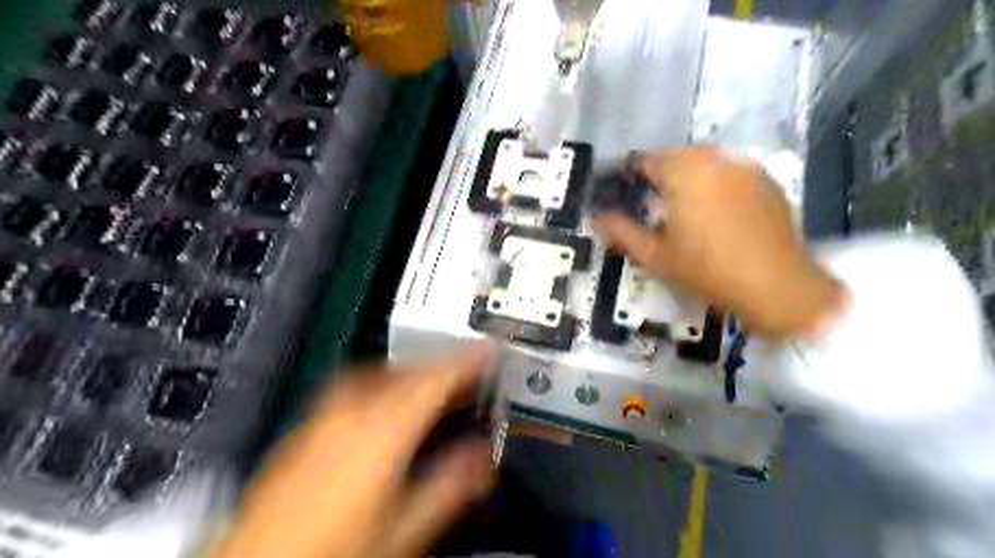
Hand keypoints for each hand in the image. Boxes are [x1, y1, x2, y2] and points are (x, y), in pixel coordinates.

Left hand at [214, 342, 502, 557]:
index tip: (489, 349)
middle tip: (468, 371)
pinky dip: (385, 384)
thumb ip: (450, 483)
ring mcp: (325, 414)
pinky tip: (391, 404)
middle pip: (407, 369)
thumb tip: (481, 456)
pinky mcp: (309, 425)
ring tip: (435, 386)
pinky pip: (357, 386)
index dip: (468, 359)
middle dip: (442, 364)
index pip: (436, 379)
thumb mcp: (404, 525)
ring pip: (381, 372)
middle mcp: (351, 410)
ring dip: (414, 371)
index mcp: (381, 430)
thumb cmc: (333, 549)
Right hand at [594, 148, 842, 337]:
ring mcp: (745, 167)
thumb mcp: (655, 256)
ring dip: (688, 177)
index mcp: (683, 172)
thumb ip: (621, 232)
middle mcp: (714, 159)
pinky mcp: (766, 180)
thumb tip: (596, 219)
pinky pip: (729, 171)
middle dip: (659, 175)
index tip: (623, 193)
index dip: (629, 174)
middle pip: (675, 156)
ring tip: (683, 207)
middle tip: (652, 204)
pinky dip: (715, 183)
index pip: (645, 159)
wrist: (775, 286)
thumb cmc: (706, 270)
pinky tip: (716, 211)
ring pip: (704, 162)